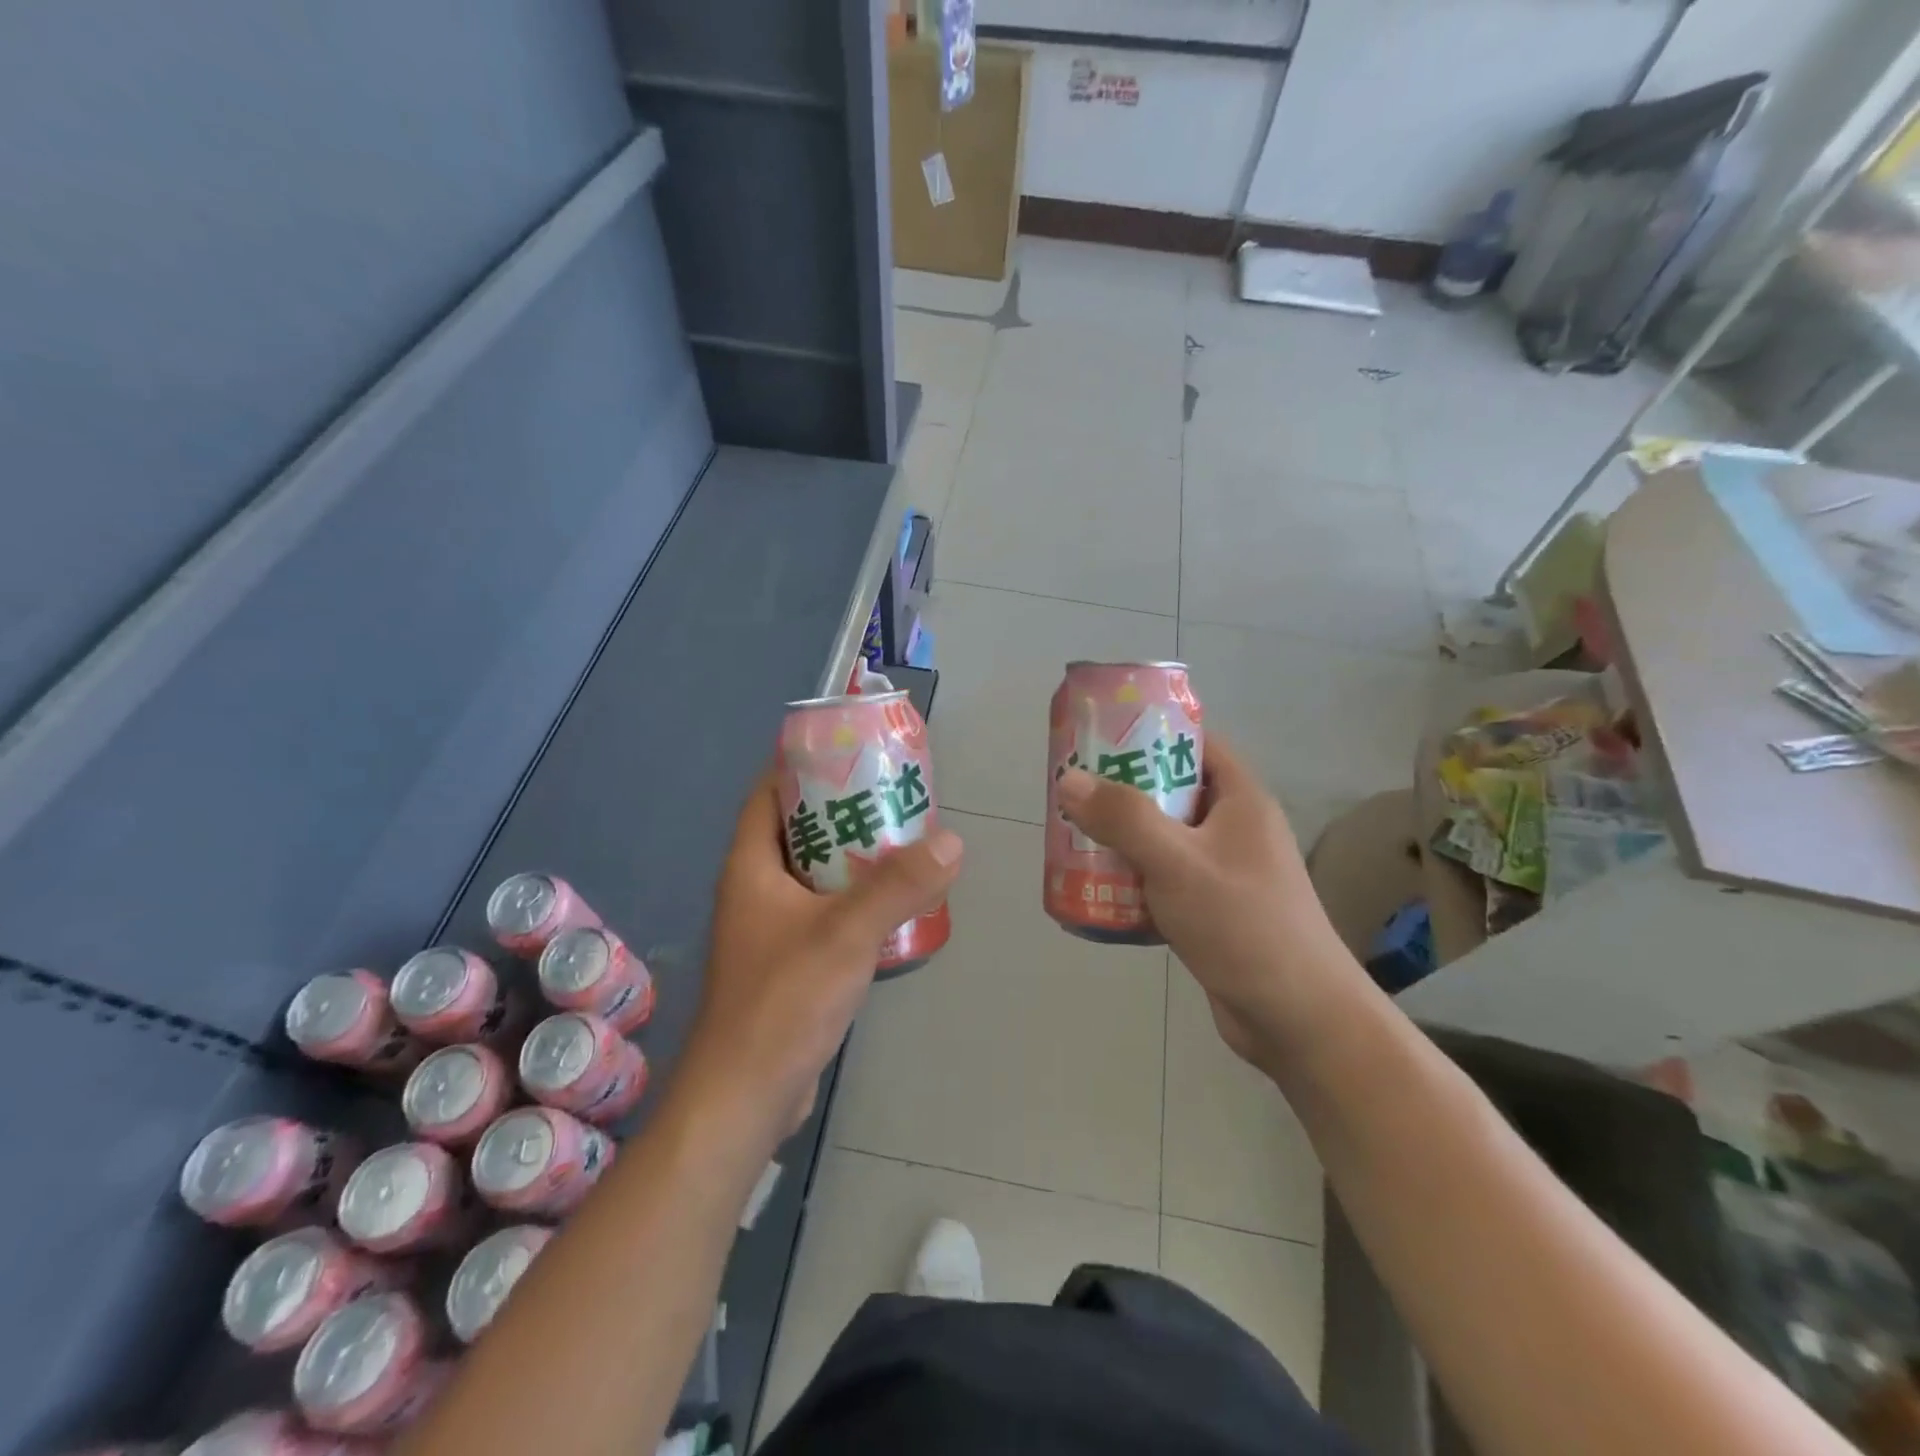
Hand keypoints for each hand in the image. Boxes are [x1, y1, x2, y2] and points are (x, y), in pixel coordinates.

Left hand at [674, 768, 963, 1140]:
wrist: (746, 1096)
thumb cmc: (783, 1002)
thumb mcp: (846, 934)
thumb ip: (898, 886)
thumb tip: (950, 840)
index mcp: (750, 867)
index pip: (768, 794)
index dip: (801, 766)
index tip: (849, 753)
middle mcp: (754, 890)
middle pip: (797, 831)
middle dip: (840, 809)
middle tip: (891, 796)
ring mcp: (769, 928)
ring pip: (813, 874)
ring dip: (852, 857)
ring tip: (902, 840)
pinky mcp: (788, 962)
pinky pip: (823, 911)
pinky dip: (853, 898)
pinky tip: (892, 903)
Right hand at [1055, 736, 1361, 1075]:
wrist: (1296, 1018)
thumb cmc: (1243, 924)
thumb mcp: (1178, 862)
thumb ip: (1123, 818)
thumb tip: (1070, 779)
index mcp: (1240, 800)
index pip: (1196, 743)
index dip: (1150, 733)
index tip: (1100, 737)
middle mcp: (1234, 828)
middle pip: (1172, 791)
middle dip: (1123, 791)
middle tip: (1074, 792)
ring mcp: (1224, 871)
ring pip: (1163, 838)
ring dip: (1122, 838)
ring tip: (1073, 836)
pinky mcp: (1212, 910)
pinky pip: (1164, 879)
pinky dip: (1133, 878)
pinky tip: (1097, 888)